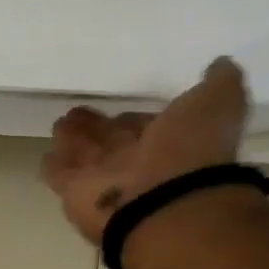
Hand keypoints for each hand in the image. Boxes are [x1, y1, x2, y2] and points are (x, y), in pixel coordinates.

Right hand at [40, 57, 251, 244]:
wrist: (163, 204)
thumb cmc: (190, 151)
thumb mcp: (217, 103)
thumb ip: (219, 83)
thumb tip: (220, 64)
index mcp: (169, 139)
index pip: (145, 124)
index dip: (135, 117)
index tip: (123, 108)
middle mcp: (136, 160)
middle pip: (111, 139)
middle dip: (96, 126)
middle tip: (77, 112)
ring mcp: (103, 177)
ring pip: (84, 153)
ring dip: (73, 140)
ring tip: (60, 124)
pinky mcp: (73, 192)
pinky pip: (60, 174)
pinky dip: (53, 165)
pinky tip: (47, 153)